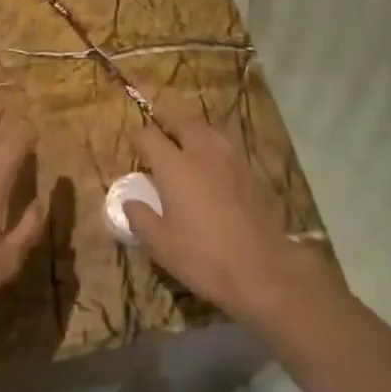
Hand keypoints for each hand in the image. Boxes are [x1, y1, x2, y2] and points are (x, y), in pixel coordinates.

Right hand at [128, 118, 336, 327]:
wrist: (261, 269)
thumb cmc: (202, 256)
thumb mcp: (160, 244)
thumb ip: (140, 218)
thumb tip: (129, 202)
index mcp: (174, 166)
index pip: (149, 135)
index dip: (138, 138)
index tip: (134, 147)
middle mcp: (202, 153)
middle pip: (183, 122)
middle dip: (168, 124)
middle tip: (160, 139)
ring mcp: (231, 160)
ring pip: (208, 130)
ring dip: (193, 132)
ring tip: (185, 148)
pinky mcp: (251, 172)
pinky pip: (226, 147)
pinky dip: (213, 149)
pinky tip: (211, 169)